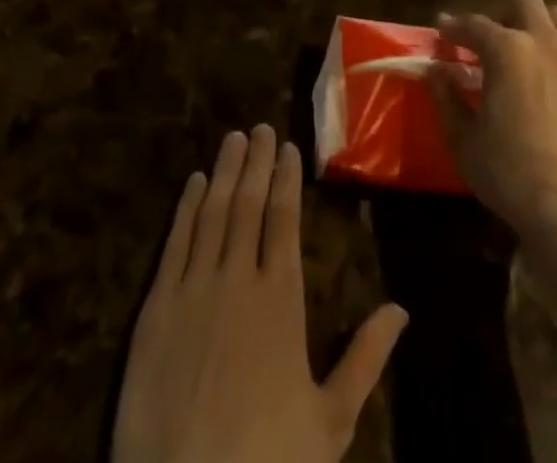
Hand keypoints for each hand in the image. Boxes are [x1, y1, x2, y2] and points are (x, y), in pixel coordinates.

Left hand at [114, 125, 408, 462]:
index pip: (284, 219)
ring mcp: (193, 291)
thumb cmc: (265, 460)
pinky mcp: (155, 310)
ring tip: (232, 139)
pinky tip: (192, 184)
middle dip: (256, 162)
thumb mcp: (329, 422)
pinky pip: (174, 243)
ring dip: (223, 172)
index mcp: (280, 298)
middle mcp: (237, 279)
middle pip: (247, 204)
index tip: (288, 147)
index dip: (286, 179)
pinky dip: (184, 208)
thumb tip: (401, 308)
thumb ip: (365, 359)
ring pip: (211, 213)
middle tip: (259, 127)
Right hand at [429, 0, 556, 243]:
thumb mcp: (465, 140)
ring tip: (528, 56)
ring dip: (540, 27)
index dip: (455, 27)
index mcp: (508, 50)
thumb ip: (447, 99)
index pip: (474, 24)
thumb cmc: (510, 173)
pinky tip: (554, 91)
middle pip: (526, 3)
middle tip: (492, 43)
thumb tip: (437, 72)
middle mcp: (546, 43)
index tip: (443, 31)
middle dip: (504, 14)